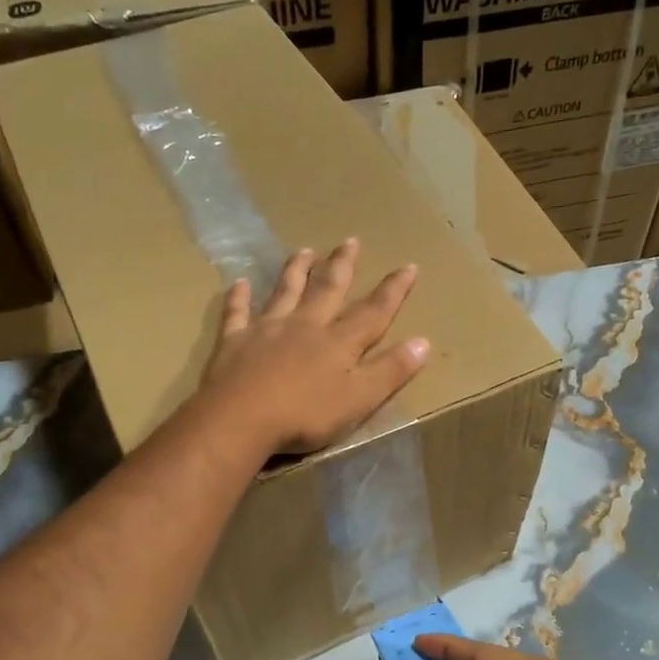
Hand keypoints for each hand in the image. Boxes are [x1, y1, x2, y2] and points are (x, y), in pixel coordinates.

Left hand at [200, 238, 429, 455]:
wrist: (241, 419)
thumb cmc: (306, 415)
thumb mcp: (359, 399)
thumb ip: (390, 371)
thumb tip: (424, 342)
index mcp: (339, 342)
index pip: (373, 312)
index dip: (393, 291)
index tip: (408, 266)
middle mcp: (305, 326)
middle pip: (328, 290)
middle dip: (342, 265)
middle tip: (351, 240)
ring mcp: (267, 330)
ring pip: (285, 292)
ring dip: (297, 270)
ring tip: (305, 250)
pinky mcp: (234, 341)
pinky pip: (237, 312)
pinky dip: (239, 297)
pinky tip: (239, 283)